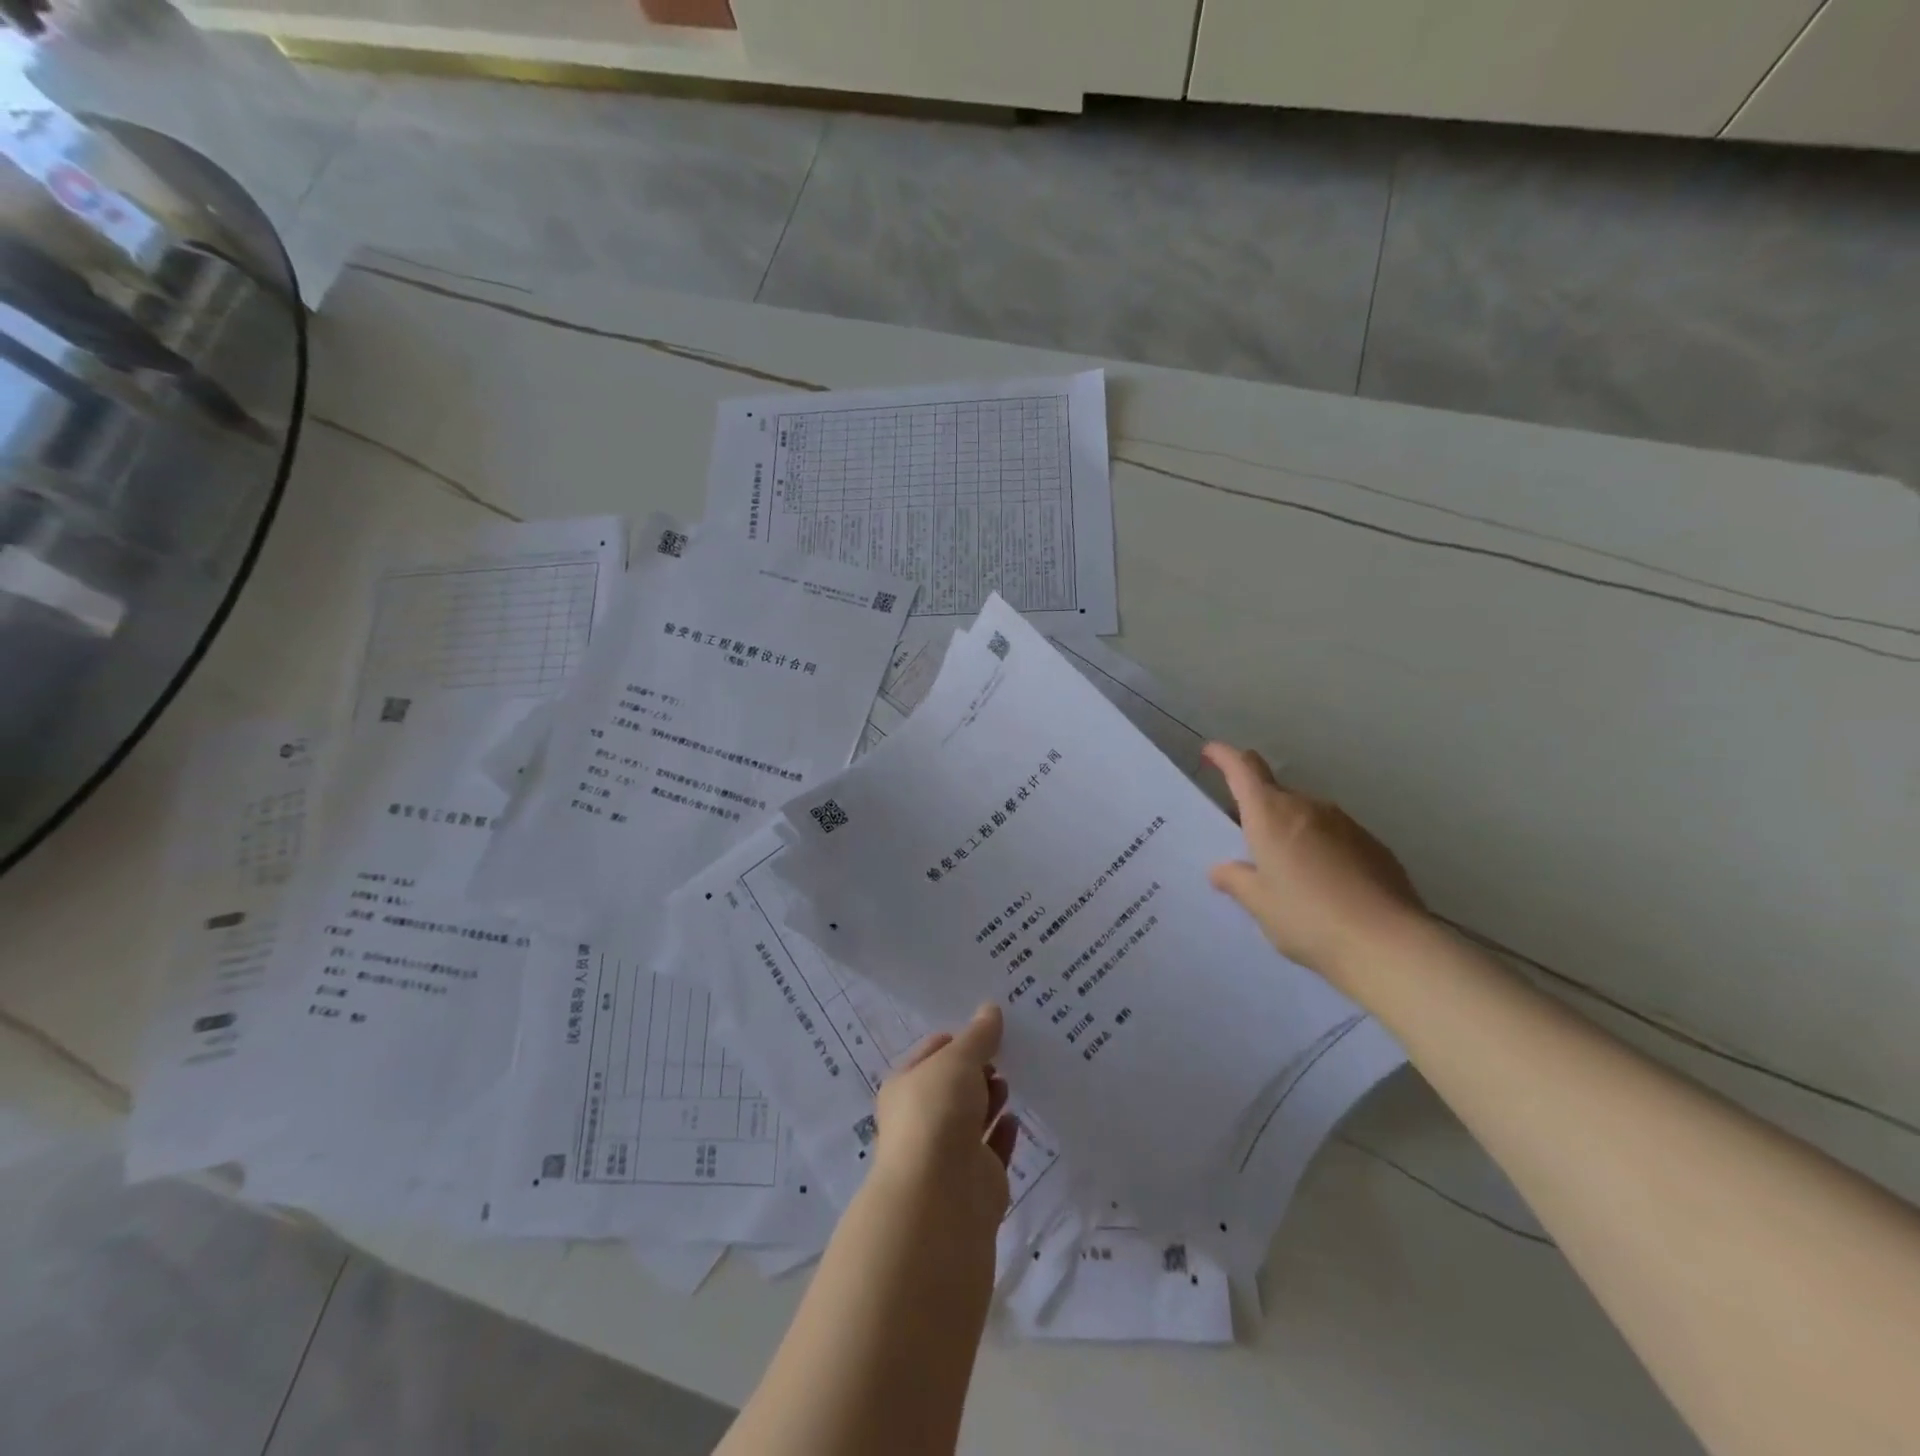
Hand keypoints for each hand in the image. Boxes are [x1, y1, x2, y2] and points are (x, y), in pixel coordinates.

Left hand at [871, 1004, 1017, 1228]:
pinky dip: (1004, 1133)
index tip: (990, 1027)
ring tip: (1010, 1081)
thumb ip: (978, 1036)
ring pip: (972, 1117)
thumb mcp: (958, 1060)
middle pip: (953, 1086)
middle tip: (1007, 1052)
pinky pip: (992, 1149)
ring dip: (991, 1098)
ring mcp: (947, 1152)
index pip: (933, 1053)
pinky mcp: (975, 1180)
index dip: (959, 1039)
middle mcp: (922, 1118)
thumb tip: (990, 1008)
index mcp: (905, 1086)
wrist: (941, 1197)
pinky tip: (1016, 1118)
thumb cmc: (938, 1113)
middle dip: (978, 1069)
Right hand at [1203, 742, 1426, 985]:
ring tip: (1286, 871)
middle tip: (1246, 843)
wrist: (1388, 944)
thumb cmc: (1307, 918)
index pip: (1243, 769)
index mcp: (1270, 815)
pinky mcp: (1373, 845)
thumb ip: (1235, 880)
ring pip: (1306, 815)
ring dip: (1290, 831)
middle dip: (1257, 809)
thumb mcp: (1259, 903)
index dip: (1224, 756)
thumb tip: (1221, 869)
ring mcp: (1345, 824)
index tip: (1210, 753)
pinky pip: (1334, 836)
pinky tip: (1324, 885)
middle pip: (1274, 794)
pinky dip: (1320, 848)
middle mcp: (1307, 808)